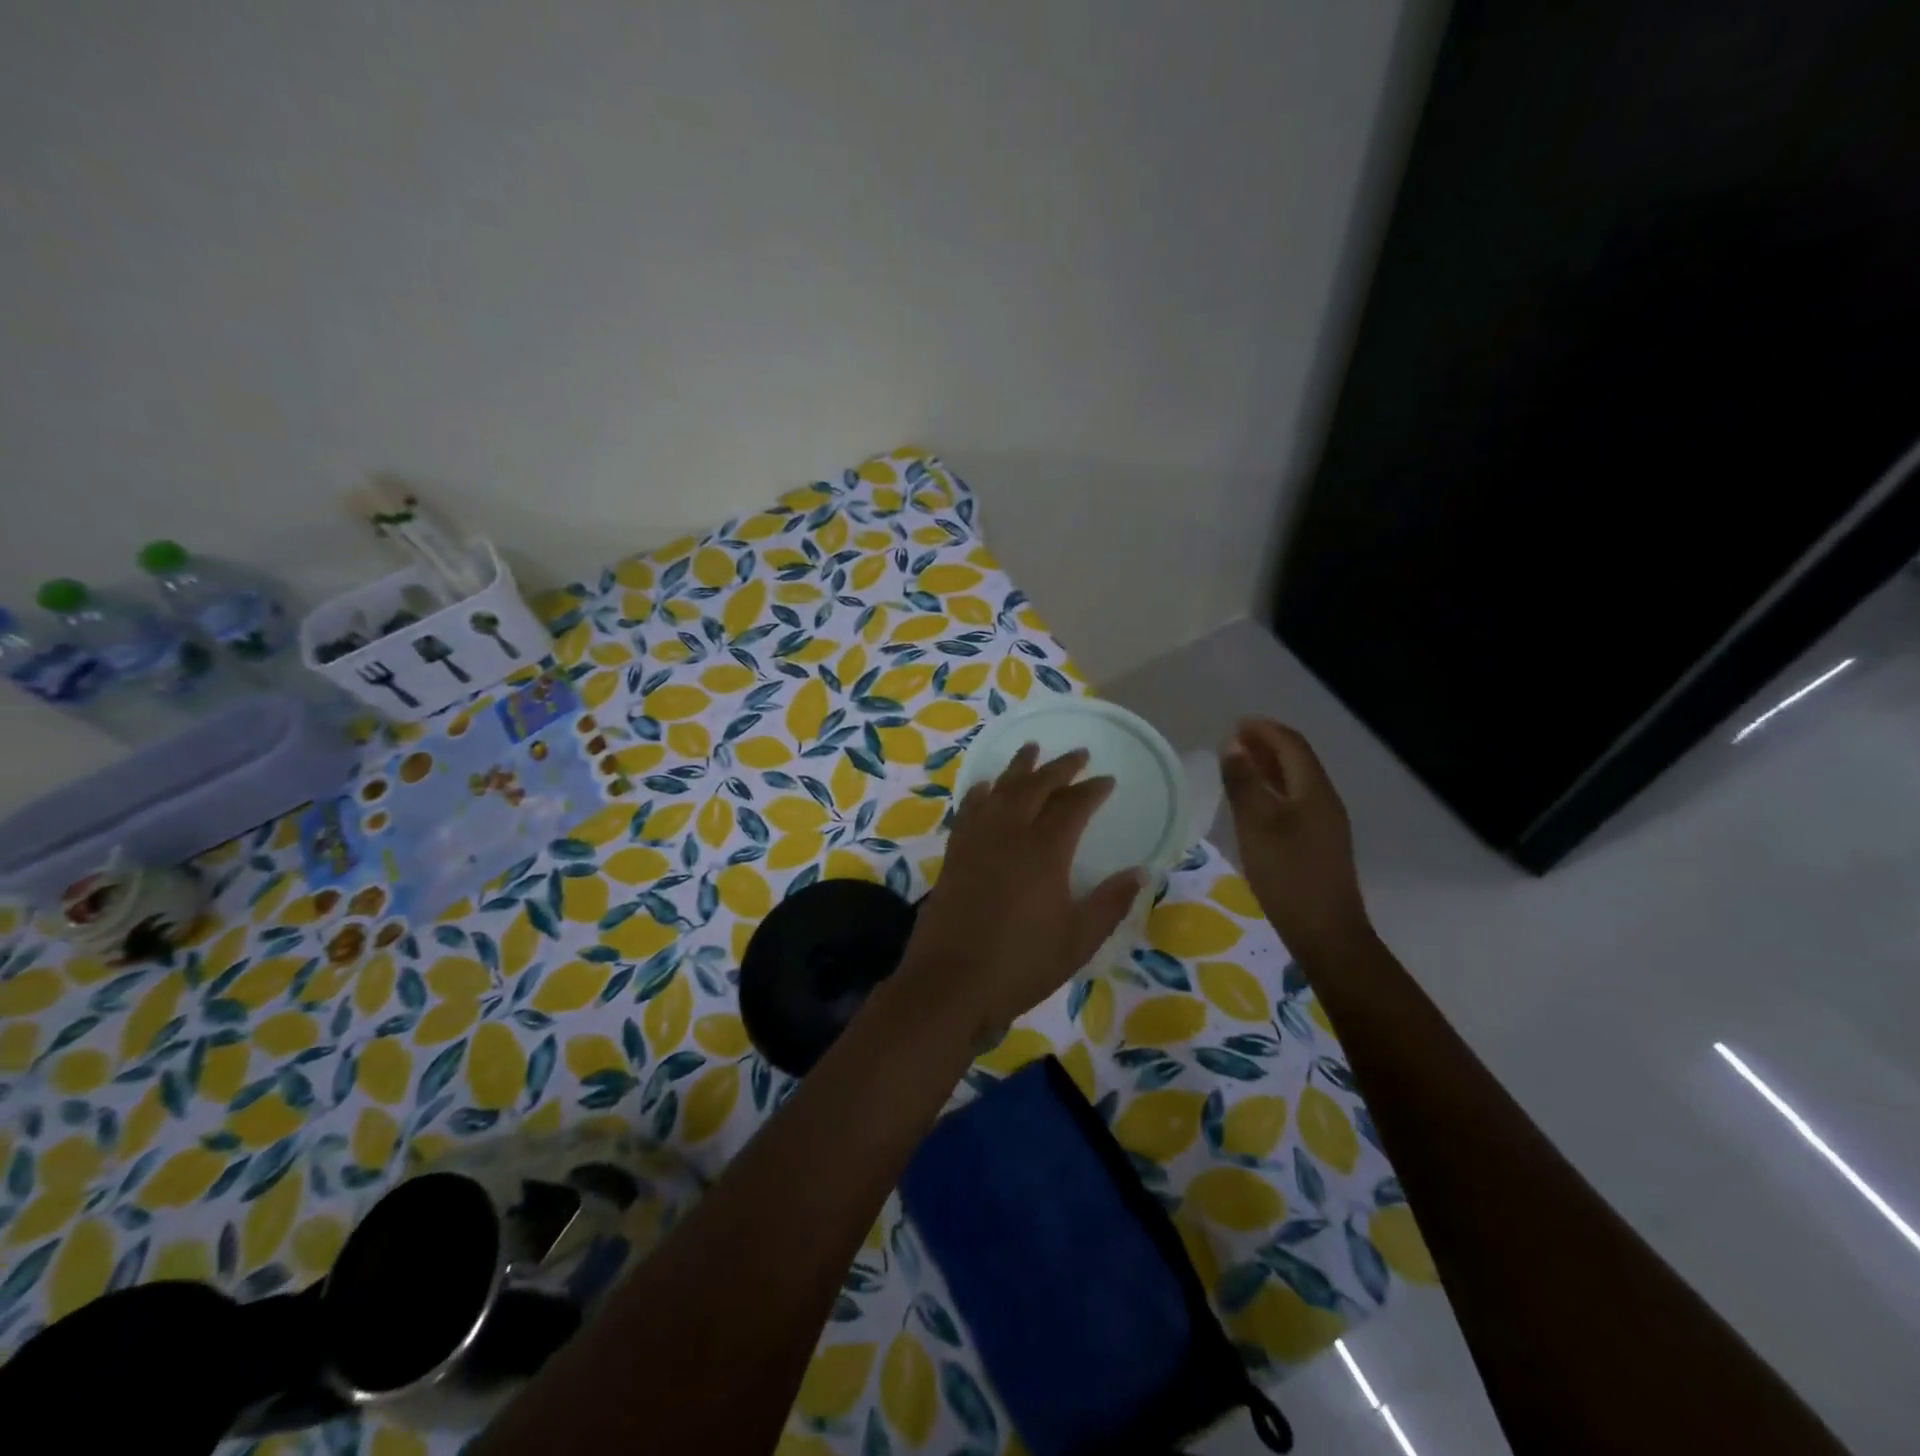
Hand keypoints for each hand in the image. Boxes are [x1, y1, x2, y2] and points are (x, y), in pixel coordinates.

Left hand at [897, 745, 1143, 1042]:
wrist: (951, 982)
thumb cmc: (1021, 964)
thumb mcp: (1078, 940)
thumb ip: (1110, 903)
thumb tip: (1141, 872)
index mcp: (1045, 851)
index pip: (1073, 806)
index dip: (1092, 790)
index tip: (1107, 780)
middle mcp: (1009, 833)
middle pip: (1036, 786)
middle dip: (1060, 767)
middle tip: (1078, 754)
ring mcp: (977, 841)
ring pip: (1000, 790)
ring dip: (1019, 767)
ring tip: (1031, 749)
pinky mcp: (954, 854)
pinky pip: (970, 809)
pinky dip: (981, 792)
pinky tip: (985, 787)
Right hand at [1220, 718, 1372, 961]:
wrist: (1325, 932)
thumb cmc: (1287, 873)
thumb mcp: (1257, 824)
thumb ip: (1244, 782)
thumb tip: (1233, 745)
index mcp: (1313, 790)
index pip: (1292, 745)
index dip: (1264, 730)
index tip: (1235, 723)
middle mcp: (1324, 801)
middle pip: (1297, 761)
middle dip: (1266, 745)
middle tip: (1232, 740)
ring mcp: (1324, 825)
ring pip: (1295, 783)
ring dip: (1268, 768)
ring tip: (1238, 765)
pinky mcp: (1317, 845)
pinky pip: (1294, 803)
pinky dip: (1272, 791)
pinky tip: (1253, 804)